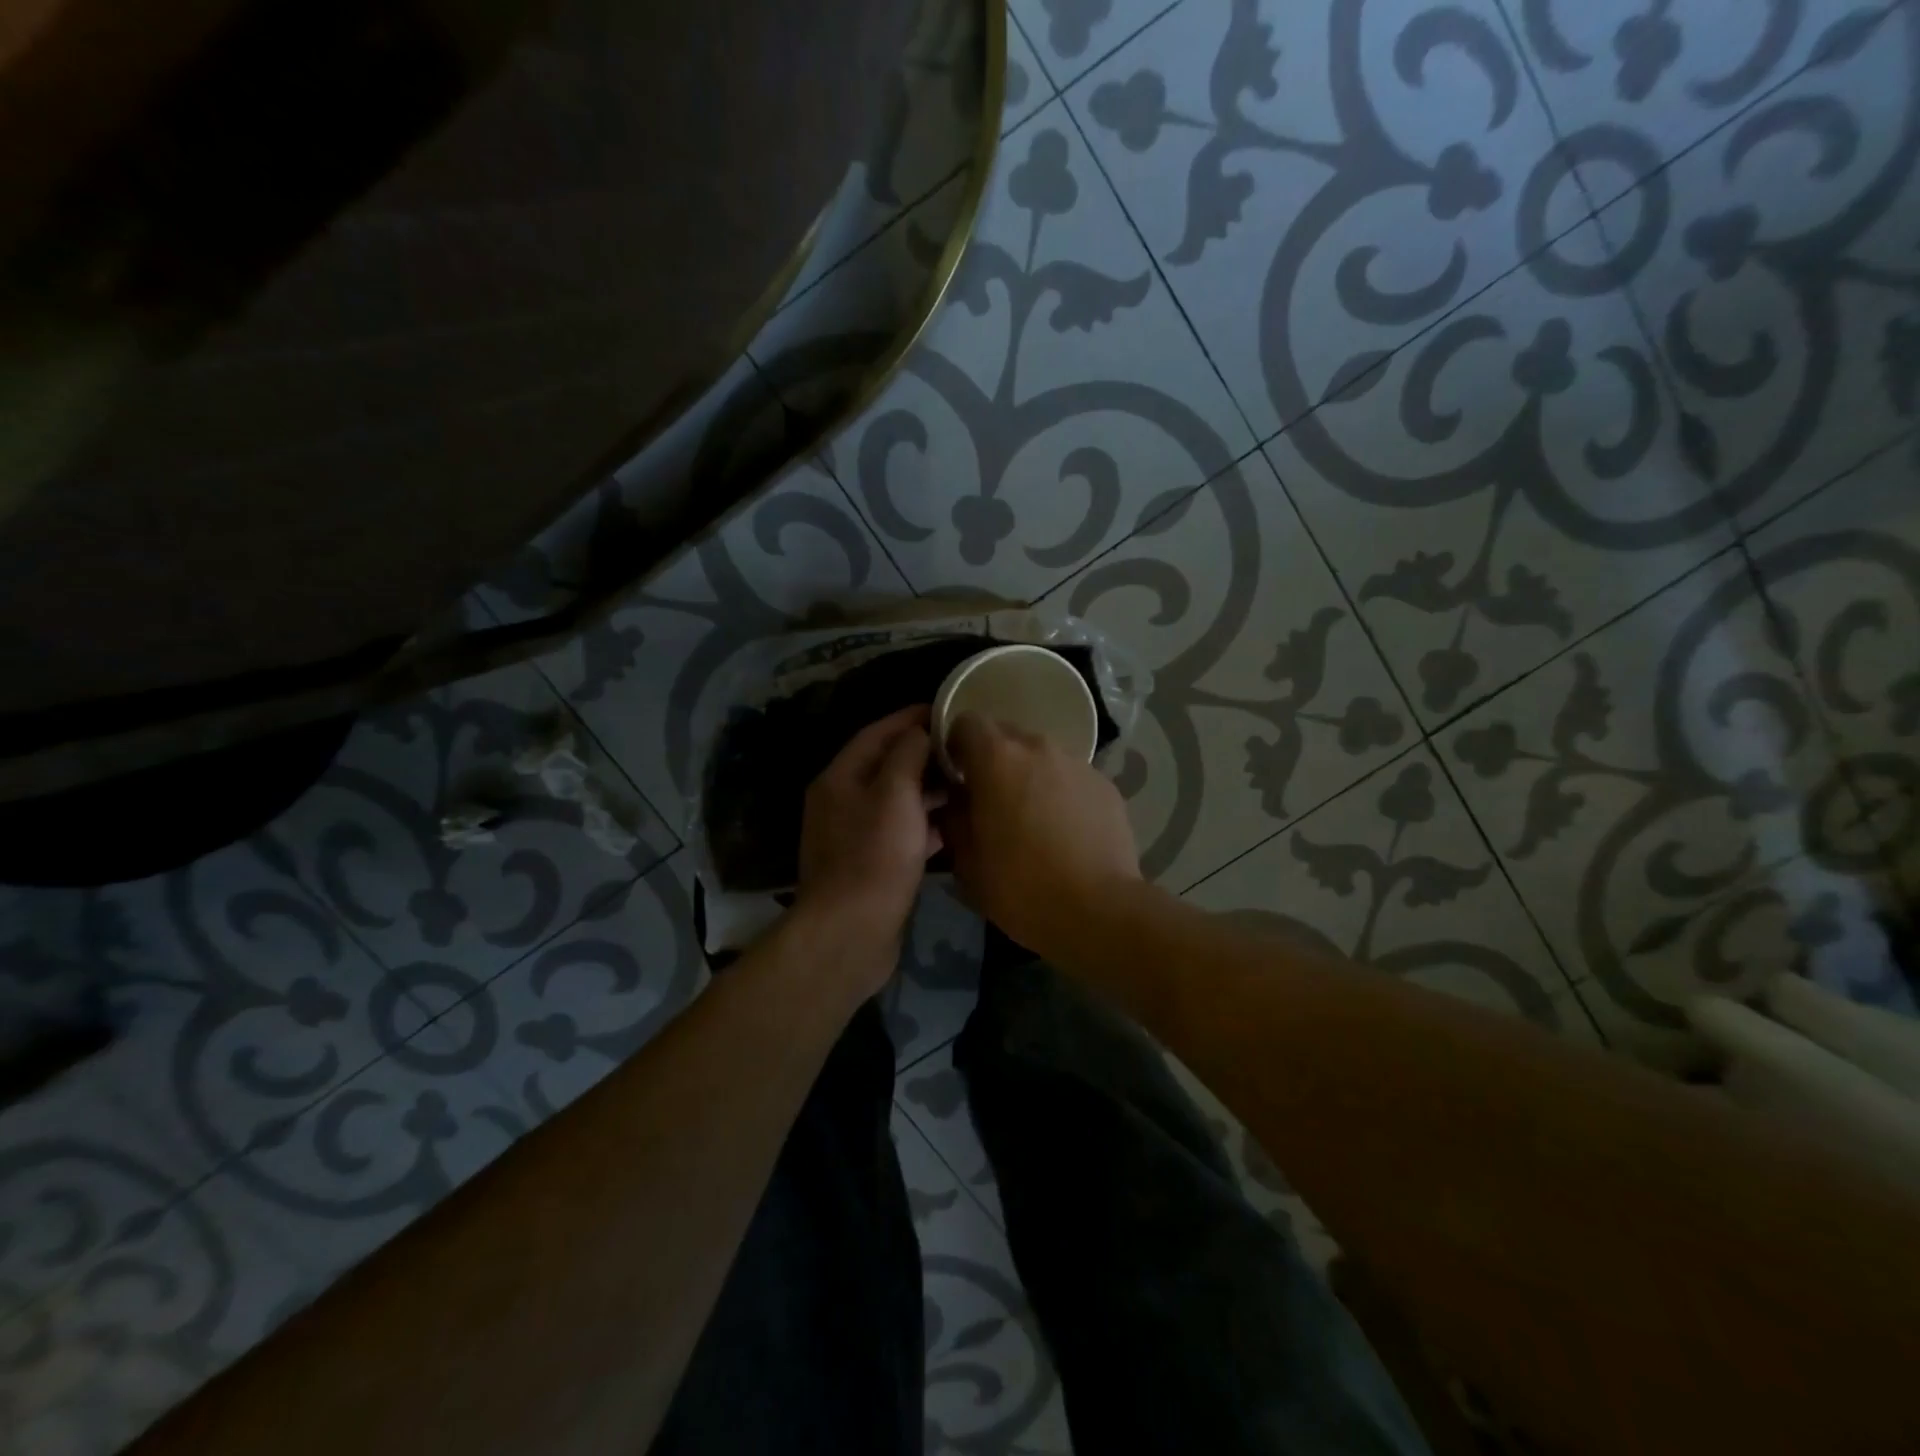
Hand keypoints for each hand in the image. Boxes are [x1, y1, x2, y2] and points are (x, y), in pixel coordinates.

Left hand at [794, 705, 944, 992]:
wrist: (851, 932)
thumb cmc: (875, 856)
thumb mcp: (895, 794)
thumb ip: (908, 754)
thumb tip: (919, 731)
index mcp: (840, 778)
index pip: (877, 732)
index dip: (910, 717)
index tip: (947, 708)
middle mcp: (841, 801)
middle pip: (886, 766)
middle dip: (923, 754)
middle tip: (963, 747)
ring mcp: (853, 835)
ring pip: (895, 800)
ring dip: (927, 790)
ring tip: (965, 782)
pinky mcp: (868, 864)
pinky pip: (899, 832)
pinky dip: (924, 824)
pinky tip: (953, 826)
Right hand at [938, 712, 1139, 955]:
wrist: (1098, 910)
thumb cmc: (1020, 886)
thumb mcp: (966, 860)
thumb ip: (953, 818)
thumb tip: (955, 801)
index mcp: (997, 758)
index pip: (966, 722)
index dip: (956, 746)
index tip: (956, 777)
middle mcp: (1038, 747)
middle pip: (1006, 737)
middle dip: (994, 761)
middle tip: (991, 802)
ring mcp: (1078, 763)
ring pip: (1041, 757)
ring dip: (1030, 777)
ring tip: (1032, 820)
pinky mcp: (1105, 784)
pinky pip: (1071, 777)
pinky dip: (1061, 793)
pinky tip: (1065, 832)